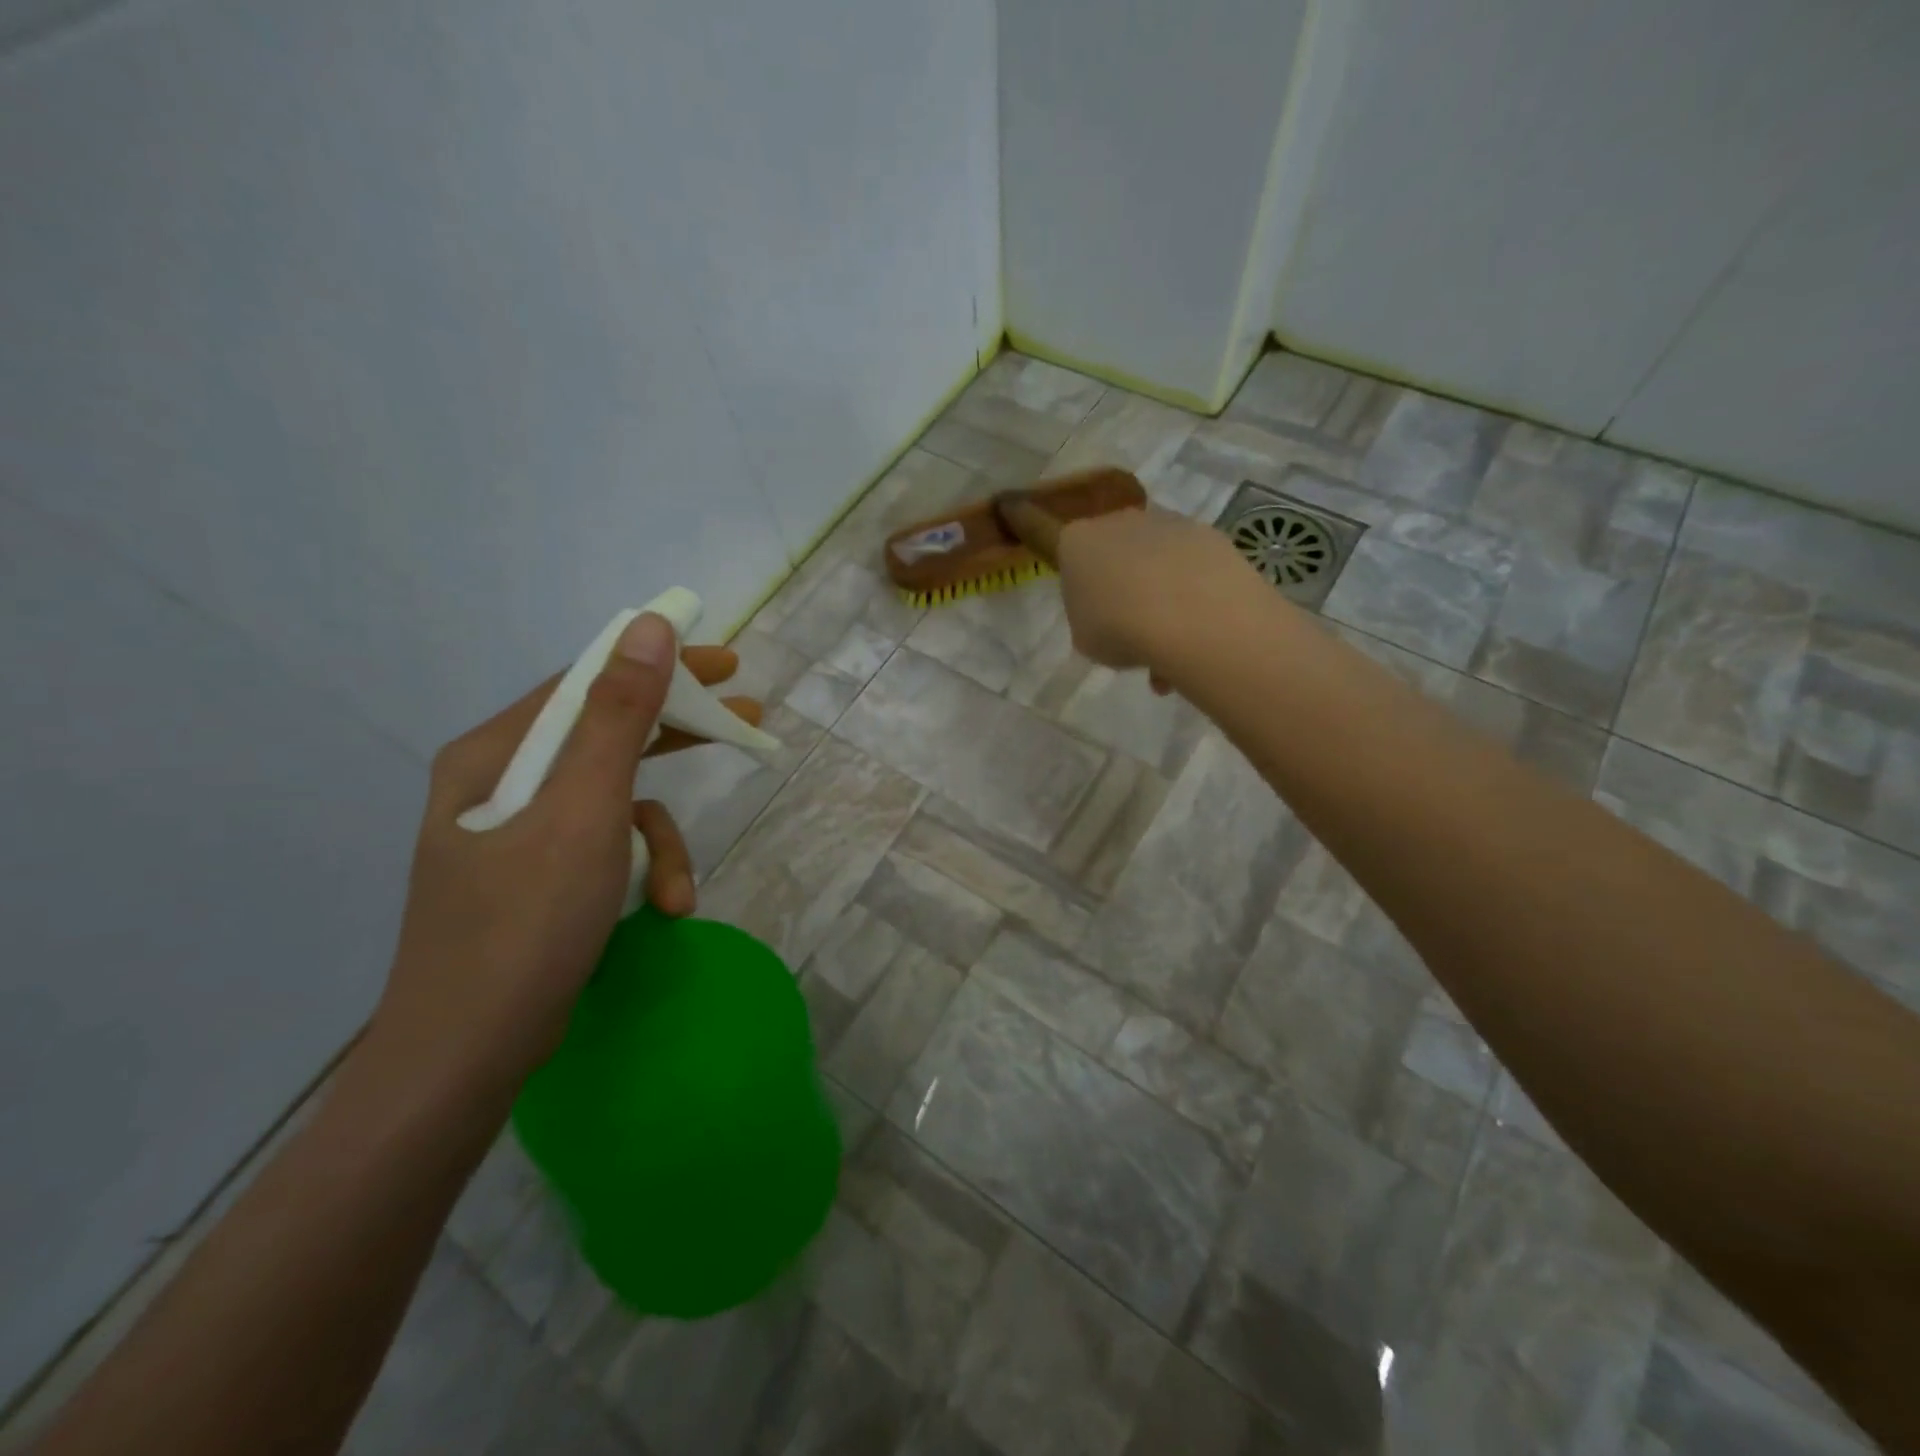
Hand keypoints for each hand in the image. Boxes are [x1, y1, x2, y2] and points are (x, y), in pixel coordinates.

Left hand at [374, 614, 760, 1093]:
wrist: (467, 1055)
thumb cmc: (526, 923)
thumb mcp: (585, 810)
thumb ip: (618, 716)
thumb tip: (649, 628)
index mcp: (495, 755)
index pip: (587, 684)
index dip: (659, 667)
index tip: (725, 664)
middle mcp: (501, 784)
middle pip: (605, 738)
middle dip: (677, 738)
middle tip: (745, 719)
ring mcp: (518, 835)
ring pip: (614, 805)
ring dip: (659, 843)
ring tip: (680, 891)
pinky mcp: (537, 879)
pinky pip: (604, 849)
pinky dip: (638, 873)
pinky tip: (662, 909)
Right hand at [1052, 505, 1252, 677]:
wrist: (1188, 615)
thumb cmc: (1118, 628)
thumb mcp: (1084, 639)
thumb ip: (1089, 620)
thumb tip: (1107, 618)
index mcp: (1077, 541)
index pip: (1072, 559)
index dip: (1084, 591)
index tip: (1096, 617)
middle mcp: (1119, 521)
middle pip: (1117, 552)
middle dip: (1125, 585)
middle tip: (1133, 627)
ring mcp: (1167, 522)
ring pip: (1158, 558)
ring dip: (1162, 589)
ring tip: (1171, 638)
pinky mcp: (1208, 533)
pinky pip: (1192, 564)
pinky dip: (1194, 590)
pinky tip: (1197, 625)